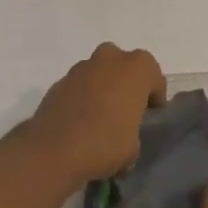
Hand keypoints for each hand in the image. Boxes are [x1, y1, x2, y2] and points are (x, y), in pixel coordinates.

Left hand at [26, 43, 164, 183]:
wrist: (53, 149)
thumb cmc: (105, 143)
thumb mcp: (133, 148)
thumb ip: (133, 133)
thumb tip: (123, 138)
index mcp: (136, 68)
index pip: (153, 76)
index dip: (154, 96)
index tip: (150, 114)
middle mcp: (109, 58)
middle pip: (123, 65)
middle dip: (125, 82)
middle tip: (125, 109)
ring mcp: (81, 67)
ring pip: (98, 72)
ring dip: (101, 88)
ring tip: (100, 118)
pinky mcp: (59, 81)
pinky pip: (78, 86)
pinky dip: (81, 98)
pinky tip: (79, 122)